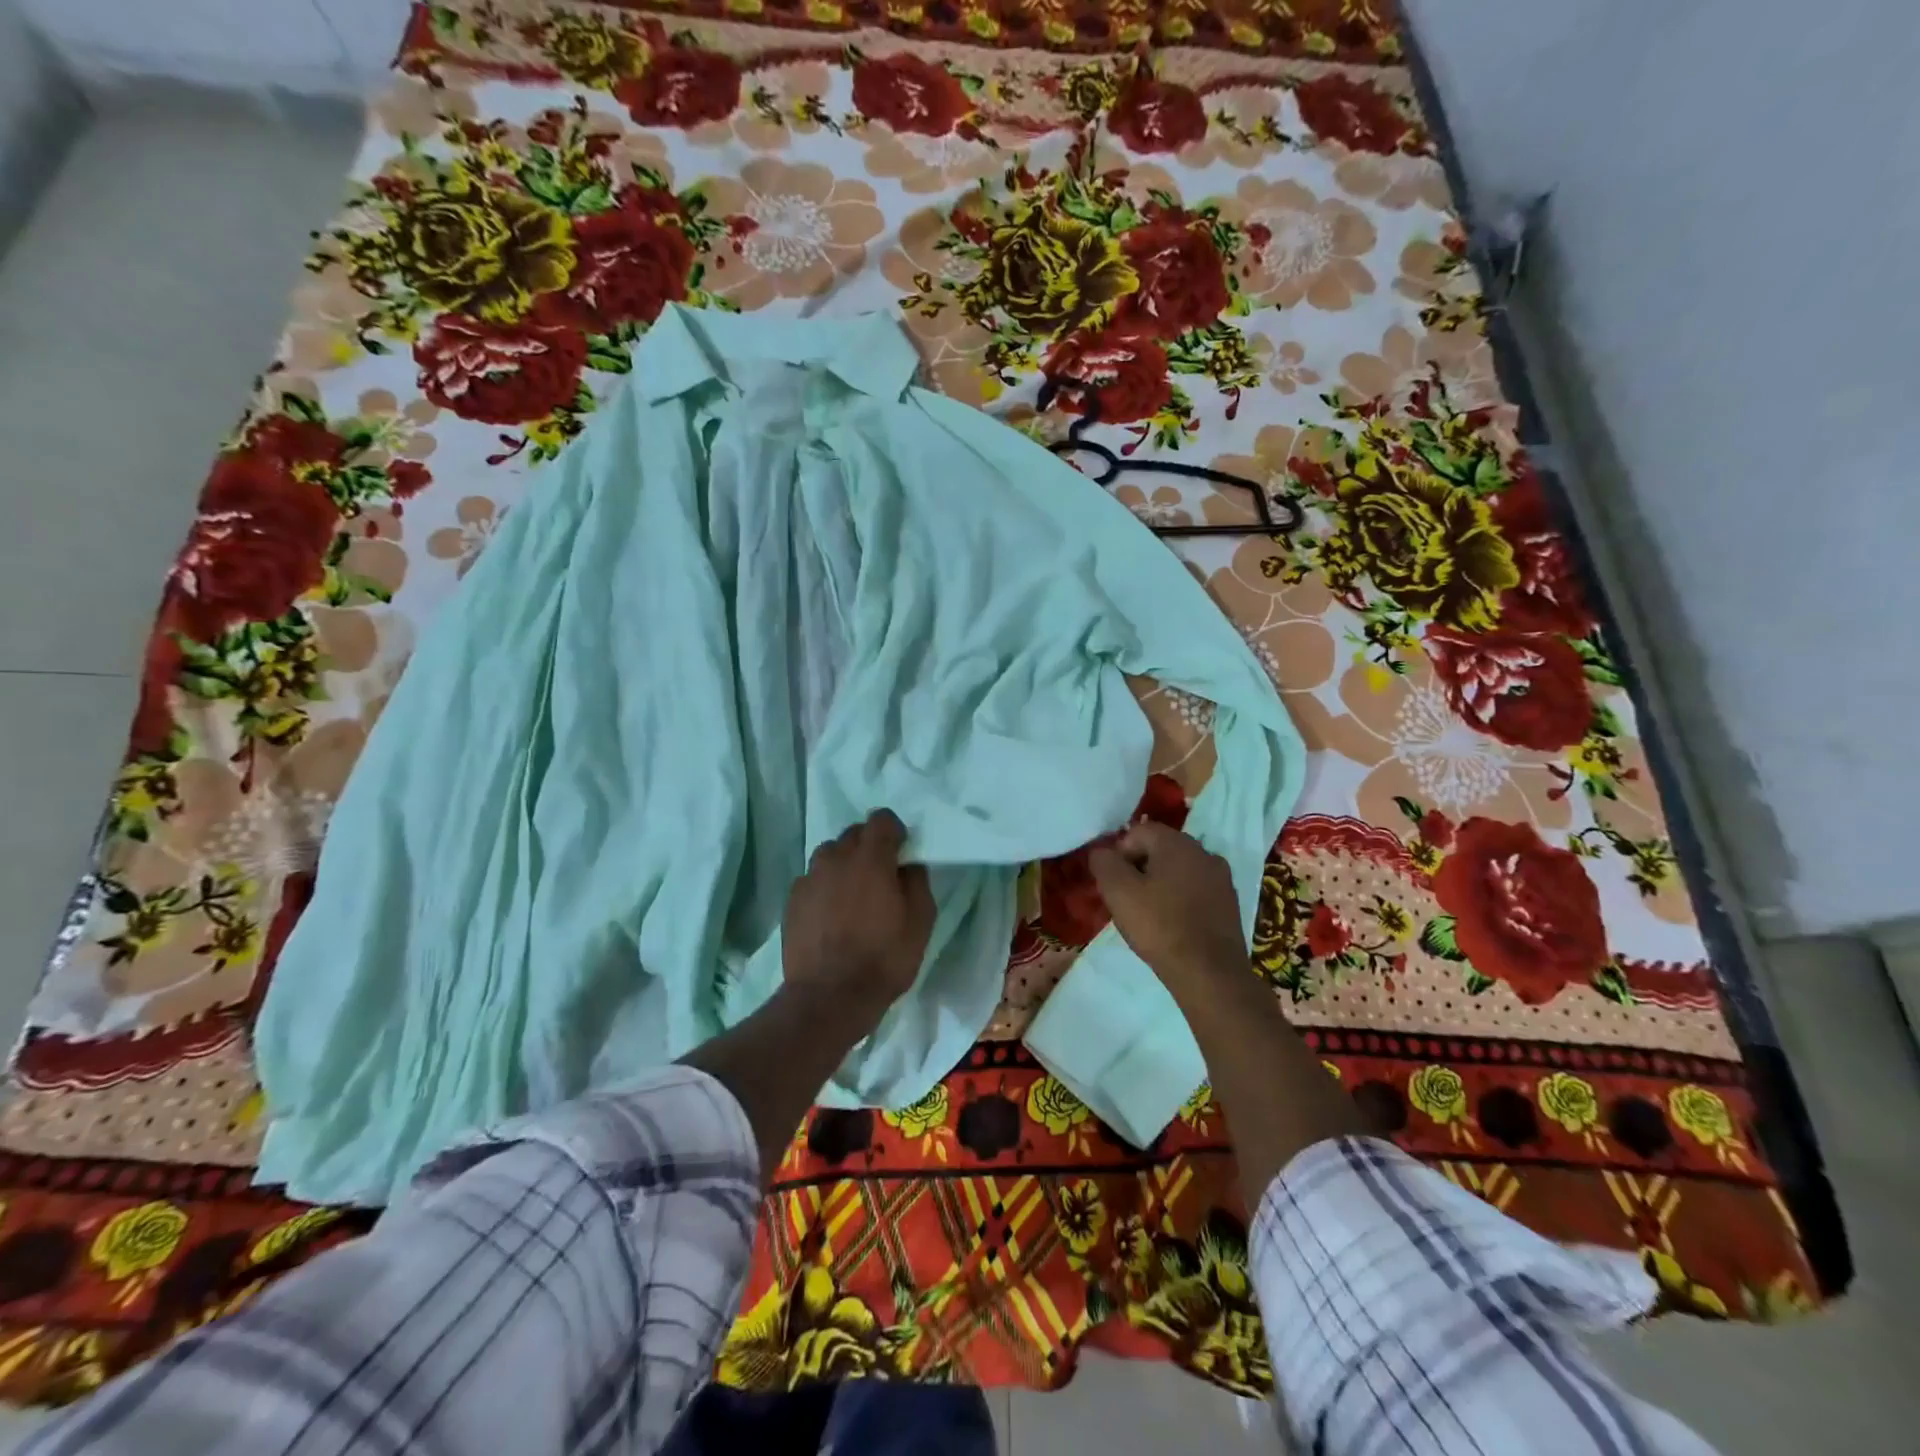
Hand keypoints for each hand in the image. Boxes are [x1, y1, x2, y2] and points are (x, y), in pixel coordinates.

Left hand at [783, 809, 934, 1022]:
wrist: (829, 997)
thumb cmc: (883, 959)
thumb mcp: (920, 923)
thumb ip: (917, 883)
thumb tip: (909, 865)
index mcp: (871, 858)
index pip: (881, 819)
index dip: (894, 831)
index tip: (901, 852)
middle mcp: (836, 858)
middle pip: (854, 834)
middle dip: (869, 846)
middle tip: (880, 875)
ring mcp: (810, 878)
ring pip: (829, 854)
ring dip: (844, 863)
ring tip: (852, 893)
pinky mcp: (792, 899)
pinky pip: (812, 879)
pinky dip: (824, 886)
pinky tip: (831, 913)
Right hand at [1089, 821, 1248, 996]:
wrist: (1209, 973)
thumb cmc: (1159, 926)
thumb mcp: (1117, 891)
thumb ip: (1103, 862)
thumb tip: (1101, 852)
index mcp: (1177, 842)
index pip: (1137, 832)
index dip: (1119, 855)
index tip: (1113, 884)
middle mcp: (1203, 852)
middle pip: (1160, 849)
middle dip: (1139, 869)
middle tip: (1127, 900)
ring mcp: (1221, 878)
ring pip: (1179, 871)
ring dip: (1160, 885)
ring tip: (1149, 915)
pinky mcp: (1230, 904)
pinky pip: (1196, 891)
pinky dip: (1180, 901)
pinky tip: (1172, 925)